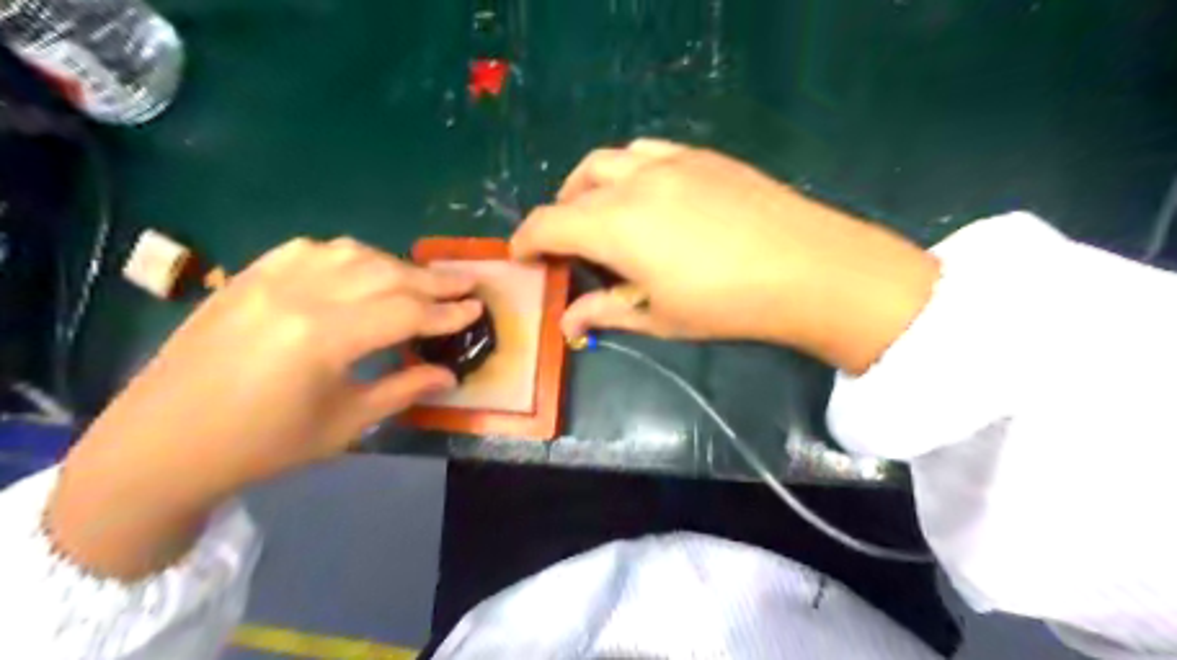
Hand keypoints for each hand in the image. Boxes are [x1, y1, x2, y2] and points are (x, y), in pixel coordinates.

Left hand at [44, 236, 478, 578]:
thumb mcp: (344, 424)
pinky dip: (347, 255)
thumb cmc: (263, 445)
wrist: (162, 444)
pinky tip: (361, 267)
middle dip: (432, 280)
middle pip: (385, 274)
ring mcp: (268, 279)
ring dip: (394, 263)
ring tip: (421, 278)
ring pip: (350, 253)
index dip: (447, 311)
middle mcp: (300, 294)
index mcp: (324, 337)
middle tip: (465, 283)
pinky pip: (309, 249)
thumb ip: (402, 389)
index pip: (405, 311)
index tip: (477, 308)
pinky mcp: (247, 277)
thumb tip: (448, 374)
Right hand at [513, 136, 940, 376]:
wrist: (808, 268)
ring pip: (608, 160)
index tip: (521, 255)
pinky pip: (647, 151)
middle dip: (560, 215)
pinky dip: (628, 170)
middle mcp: (634, 182)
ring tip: (601, 214)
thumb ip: (605, 312)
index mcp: (615, 225)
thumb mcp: (659, 316)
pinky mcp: (702, 156)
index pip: (549, 223)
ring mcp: (671, 162)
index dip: (526, 239)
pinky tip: (646, 195)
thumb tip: (566, 321)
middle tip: (567, 246)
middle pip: (574, 189)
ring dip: (590, 186)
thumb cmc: (727, 304)